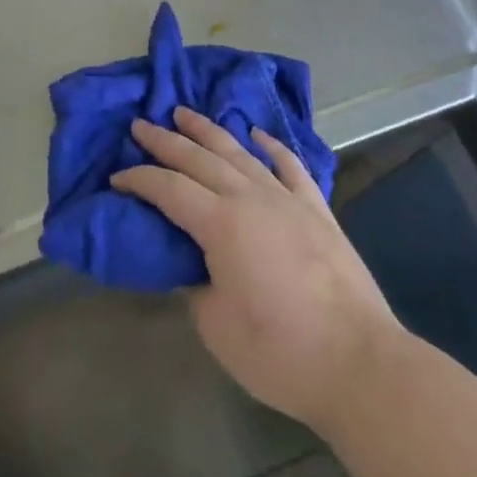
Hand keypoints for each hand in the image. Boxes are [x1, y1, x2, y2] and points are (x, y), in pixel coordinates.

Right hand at [112, 107, 401, 433]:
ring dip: (210, 131)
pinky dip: (272, 147)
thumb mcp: (216, 326)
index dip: (138, 180)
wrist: (359, 363)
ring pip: (240, 152)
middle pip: (199, 158)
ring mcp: (287, 200)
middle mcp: (250, 198)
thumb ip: (196, 286)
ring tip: (186, 113)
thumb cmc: (279, 352)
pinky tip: (259, 134)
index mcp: (220, 223)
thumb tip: (192, 266)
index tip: (116, 178)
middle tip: (141, 125)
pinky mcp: (318, 211)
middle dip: (166, 140)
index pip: (168, 189)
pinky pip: (291, 167)